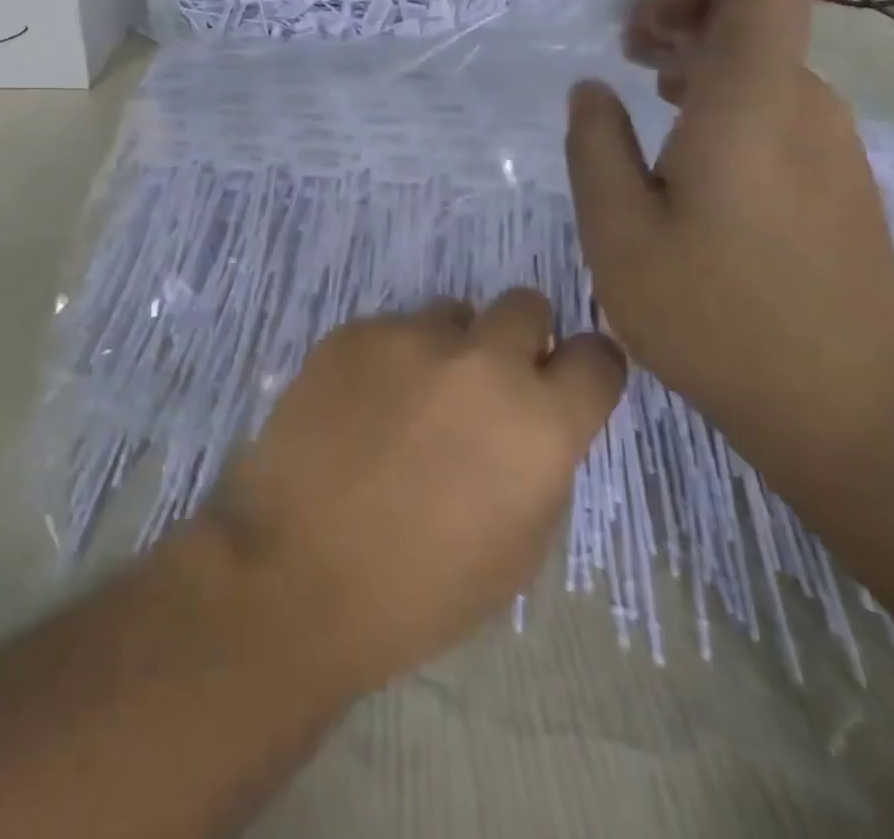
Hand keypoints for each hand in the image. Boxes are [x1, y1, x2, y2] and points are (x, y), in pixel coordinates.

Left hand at [199, 291, 624, 693]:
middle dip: (519, 339)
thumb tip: (532, 417)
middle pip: (526, 305)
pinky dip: (388, 359)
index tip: (565, 384)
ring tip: (409, 401)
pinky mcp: (355, 331)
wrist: (294, 572)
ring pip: (452, 313)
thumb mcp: (519, 547)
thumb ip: (541, 462)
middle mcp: (484, 361)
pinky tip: (358, 407)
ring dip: (448, 348)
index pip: (599, 356)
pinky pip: (391, 328)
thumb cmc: (419, 589)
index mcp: (540, 422)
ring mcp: (412, 337)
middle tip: (486, 385)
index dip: (587, 370)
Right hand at [566, 0, 893, 433]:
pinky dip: (729, 105)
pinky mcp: (841, 181)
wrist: (848, 407)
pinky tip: (690, 162)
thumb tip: (591, 91)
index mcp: (751, 100)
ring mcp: (833, 143)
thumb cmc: (715, 314)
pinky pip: (781, 110)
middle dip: (685, 20)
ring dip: (703, 65)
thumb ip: (595, 147)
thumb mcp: (618, 233)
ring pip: (767, 65)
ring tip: (648, 105)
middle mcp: (805, 104)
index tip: (645, 31)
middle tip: (626, 57)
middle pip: (759, 17)